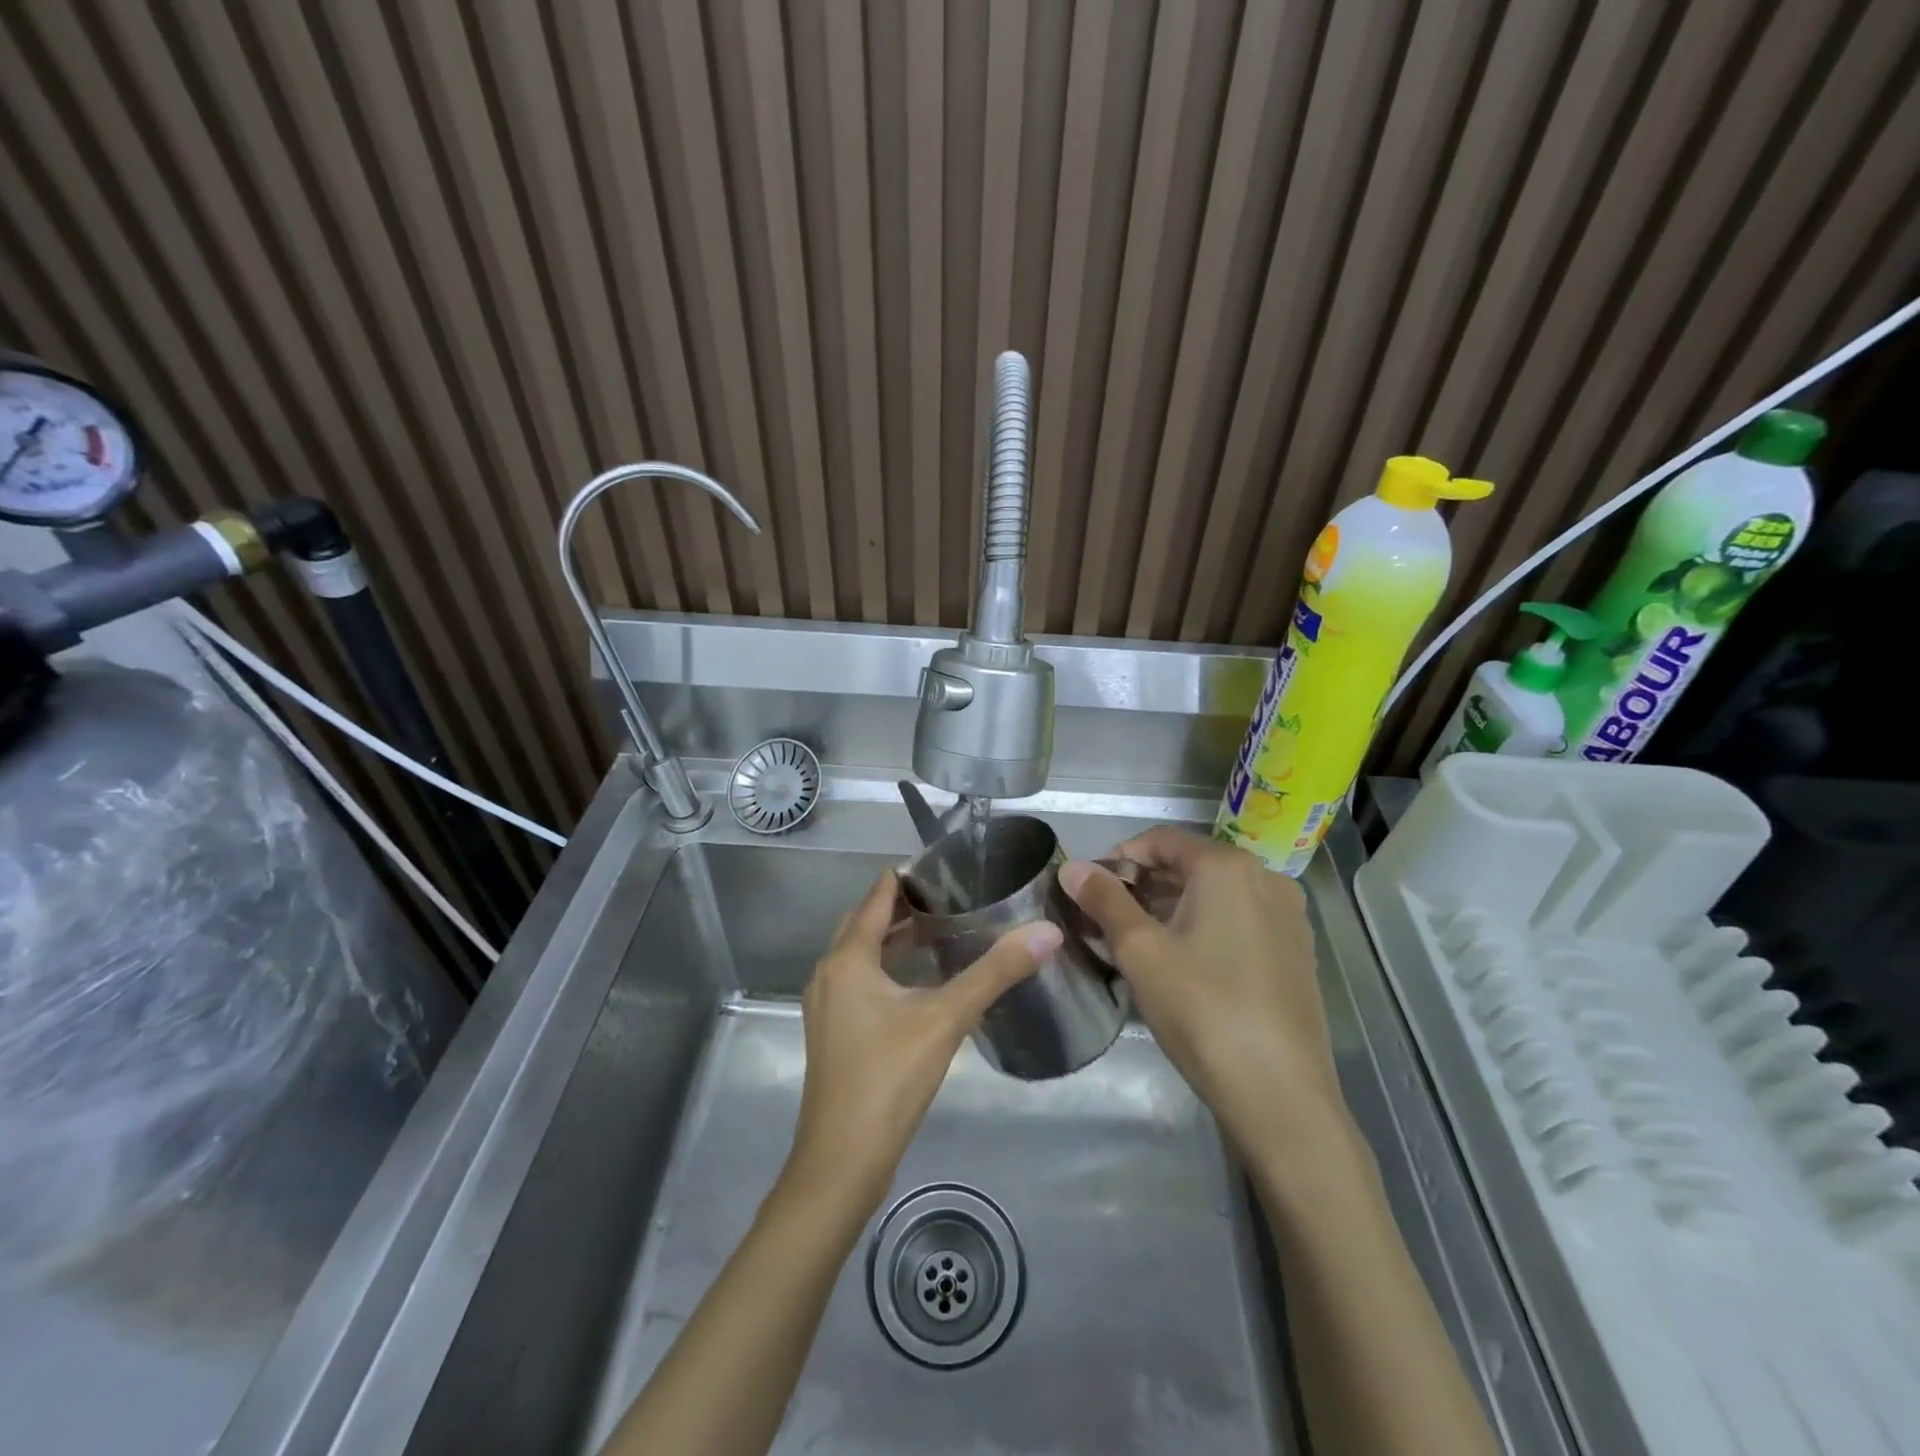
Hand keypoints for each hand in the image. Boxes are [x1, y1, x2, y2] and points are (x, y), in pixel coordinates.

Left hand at [784, 871, 1060, 1210]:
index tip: (952, 867)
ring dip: (897, 937)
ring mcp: (827, 1004)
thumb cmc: (888, 1080)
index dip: (911, 876)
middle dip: (906, 904)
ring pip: (864, 953)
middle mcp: (830, 972)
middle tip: (956, 894)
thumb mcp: (946, 1019)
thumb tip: (1046, 931)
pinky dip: (890, 967)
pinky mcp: (835, 1031)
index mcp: (848, 958)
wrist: (841, 1164)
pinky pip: (862, 980)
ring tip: (945, 928)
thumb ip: (996, 973)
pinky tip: (923, 981)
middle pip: (867, 921)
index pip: (878, 895)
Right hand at [1060, 828, 1344, 1155]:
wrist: (1281, 1095)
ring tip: (1137, 943)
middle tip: (1106, 919)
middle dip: (1143, 885)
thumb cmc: (1203, 1010)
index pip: (1160, 840)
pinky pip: (1240, 919)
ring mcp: (1288, 916)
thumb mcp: (1140, 952)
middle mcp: (1265, 878)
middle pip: (1190, 864)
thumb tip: (1071, 866)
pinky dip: (1205, 926)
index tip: (1090, 890)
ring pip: (1215, 894)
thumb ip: (1104, 901)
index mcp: (1228, 867)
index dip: (1118, 858)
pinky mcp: (1296, 951)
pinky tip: (1184, 964)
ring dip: (1172, 907)